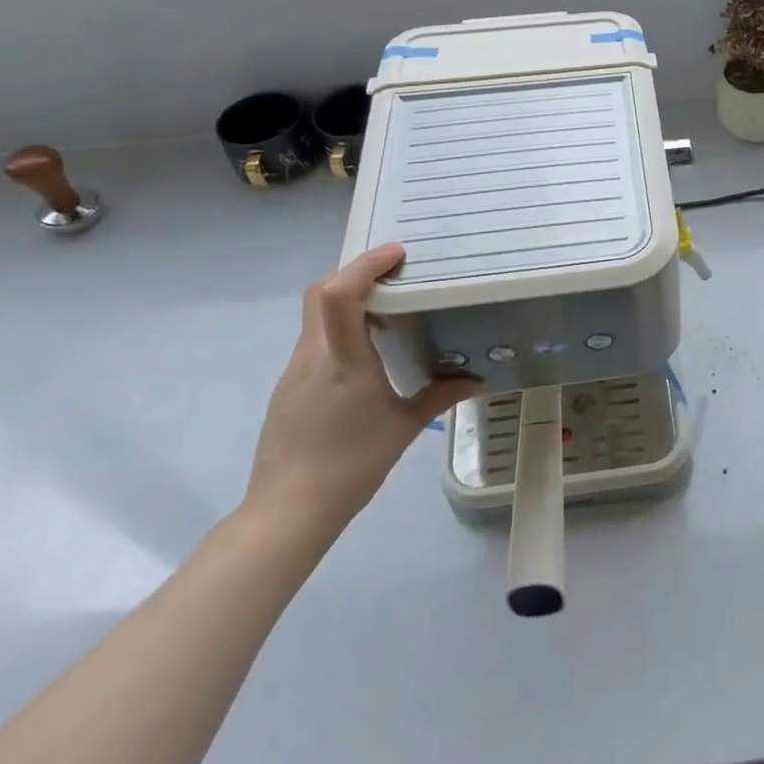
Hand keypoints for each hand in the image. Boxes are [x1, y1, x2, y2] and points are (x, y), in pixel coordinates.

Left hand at [245, 242, 479, 547]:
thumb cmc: (353, 464)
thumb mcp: (404, 427)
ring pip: (315, 317)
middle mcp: (313, 356)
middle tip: (391, 273)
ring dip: (345, 301)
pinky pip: (314, 342)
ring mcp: (294, 371)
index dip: (366, 264)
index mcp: (344, 360)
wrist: (289, 509)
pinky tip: (362, 354)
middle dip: (353, 272)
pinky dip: (337, 330)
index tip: (397, 254)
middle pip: (320, 293)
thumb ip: (439, 396)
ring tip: (385, 309)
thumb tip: (475, 381)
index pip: (342, 293)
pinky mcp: (287, 389)